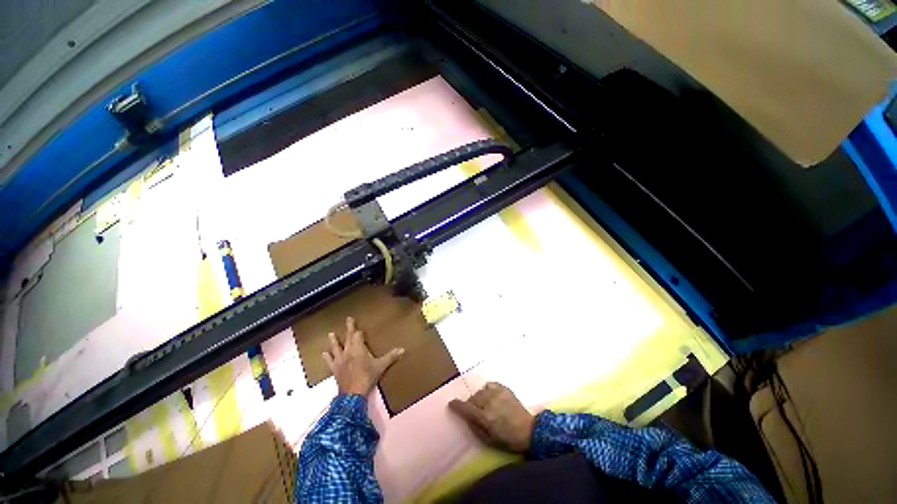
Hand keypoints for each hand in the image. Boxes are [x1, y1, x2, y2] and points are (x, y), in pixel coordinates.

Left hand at [323, 317, 403, 395]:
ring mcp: (340, 360)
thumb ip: (391, 357)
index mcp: (358, 348)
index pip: (358, 335)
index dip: (359, 331)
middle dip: (349, 328)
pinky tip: (324, 353)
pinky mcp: (335, 369)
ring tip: (330, 333)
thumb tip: (403, 349)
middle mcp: (348, 351)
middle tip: (348, 319)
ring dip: (334, 340)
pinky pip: (329, 361)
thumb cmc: (367, 377)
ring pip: (336, 347)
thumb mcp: (381, 366)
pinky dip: (327, 357)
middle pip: (348, 337)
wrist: (352, 394)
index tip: (360, 327)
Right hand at [449, 382, 534, 452]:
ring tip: (486, 405)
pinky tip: (492, 397)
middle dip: (471, 405)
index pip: (465, 408)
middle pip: (472, 399)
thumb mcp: (488, 440)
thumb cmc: (508, 439)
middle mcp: (489, 402)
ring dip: (480, 398)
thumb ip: (474, 427)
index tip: (451, 404)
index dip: (456, 405)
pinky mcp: (504, 388)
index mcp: (485, 417)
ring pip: (480, 392)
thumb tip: (465, 416)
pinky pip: (489, 385)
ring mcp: (497, 393)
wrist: (529, 430)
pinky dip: (487, 390)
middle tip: (477, 412)